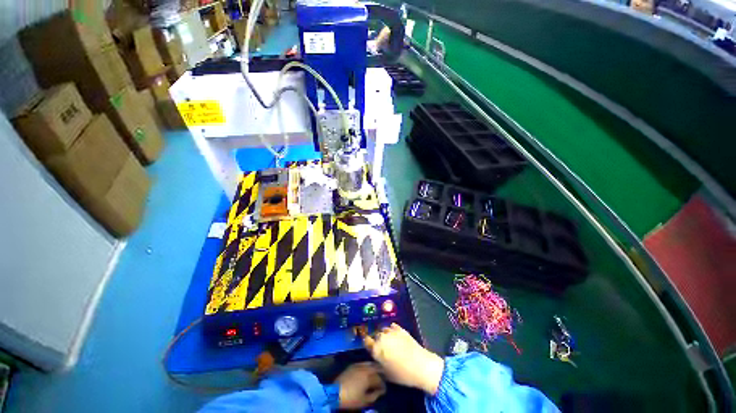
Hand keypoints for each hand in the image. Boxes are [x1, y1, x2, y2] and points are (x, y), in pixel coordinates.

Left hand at [334, 362, 385, 409]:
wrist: (335, 393)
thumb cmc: (351, 398)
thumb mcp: (364, 401)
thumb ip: (374, 396)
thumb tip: (380, 391)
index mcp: (369, 377)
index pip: (379, 379)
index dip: (383, 385)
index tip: (384, 390)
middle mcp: (365, 368)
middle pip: (376, 368)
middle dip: (380, 373)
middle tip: (382, 379)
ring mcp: (358, 365)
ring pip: (370, 364)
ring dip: (375, 368)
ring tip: (377, 373)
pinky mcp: (353, 365)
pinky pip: (363, 363)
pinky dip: (368, 366)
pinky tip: (368, 370)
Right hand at [363, 323, 444, 394]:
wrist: (420, 365)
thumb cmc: (402, 374)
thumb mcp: (386, 374)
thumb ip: (378, 365)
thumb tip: (375, 361)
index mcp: (376, 348)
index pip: (366, 341)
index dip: (368, 344)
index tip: (370, 347)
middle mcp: (382, 337)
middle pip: (375, 335)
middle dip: (377, 340)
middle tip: (381, 348)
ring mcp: (392, 331)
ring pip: (384, 330)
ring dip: (384, 335)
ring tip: (389, 342)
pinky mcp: (400, 328)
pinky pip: (392, 327)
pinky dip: (392, 331)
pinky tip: (395, 336)